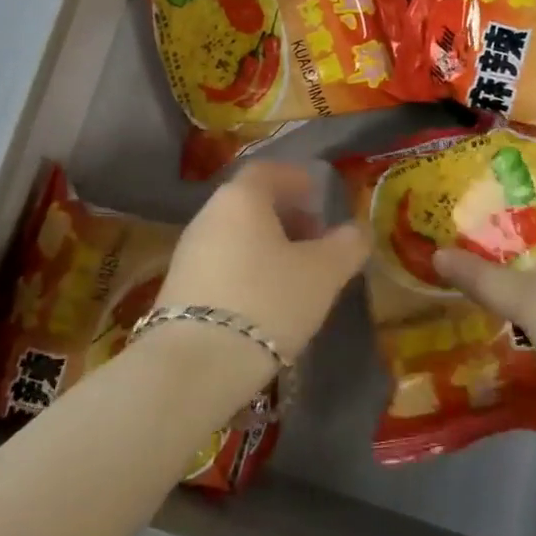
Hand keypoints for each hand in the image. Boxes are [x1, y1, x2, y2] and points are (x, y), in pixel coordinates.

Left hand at [158, 161, 368, 362]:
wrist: (195, 364)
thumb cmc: (267, 301)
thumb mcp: (322, 274)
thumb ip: (346, 246)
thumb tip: (358, 231)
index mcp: (241, 198)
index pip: (268, 171)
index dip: (295, 179)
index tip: (318, 196)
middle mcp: (209, 215)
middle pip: (250, 203)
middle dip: (285, 216)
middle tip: (315, 239)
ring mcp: (188, 251)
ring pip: (235, 234)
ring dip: (266, 245)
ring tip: (295, 275)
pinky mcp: (178, 288)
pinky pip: (221, 263)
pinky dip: (246, 269)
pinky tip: (264, 301)